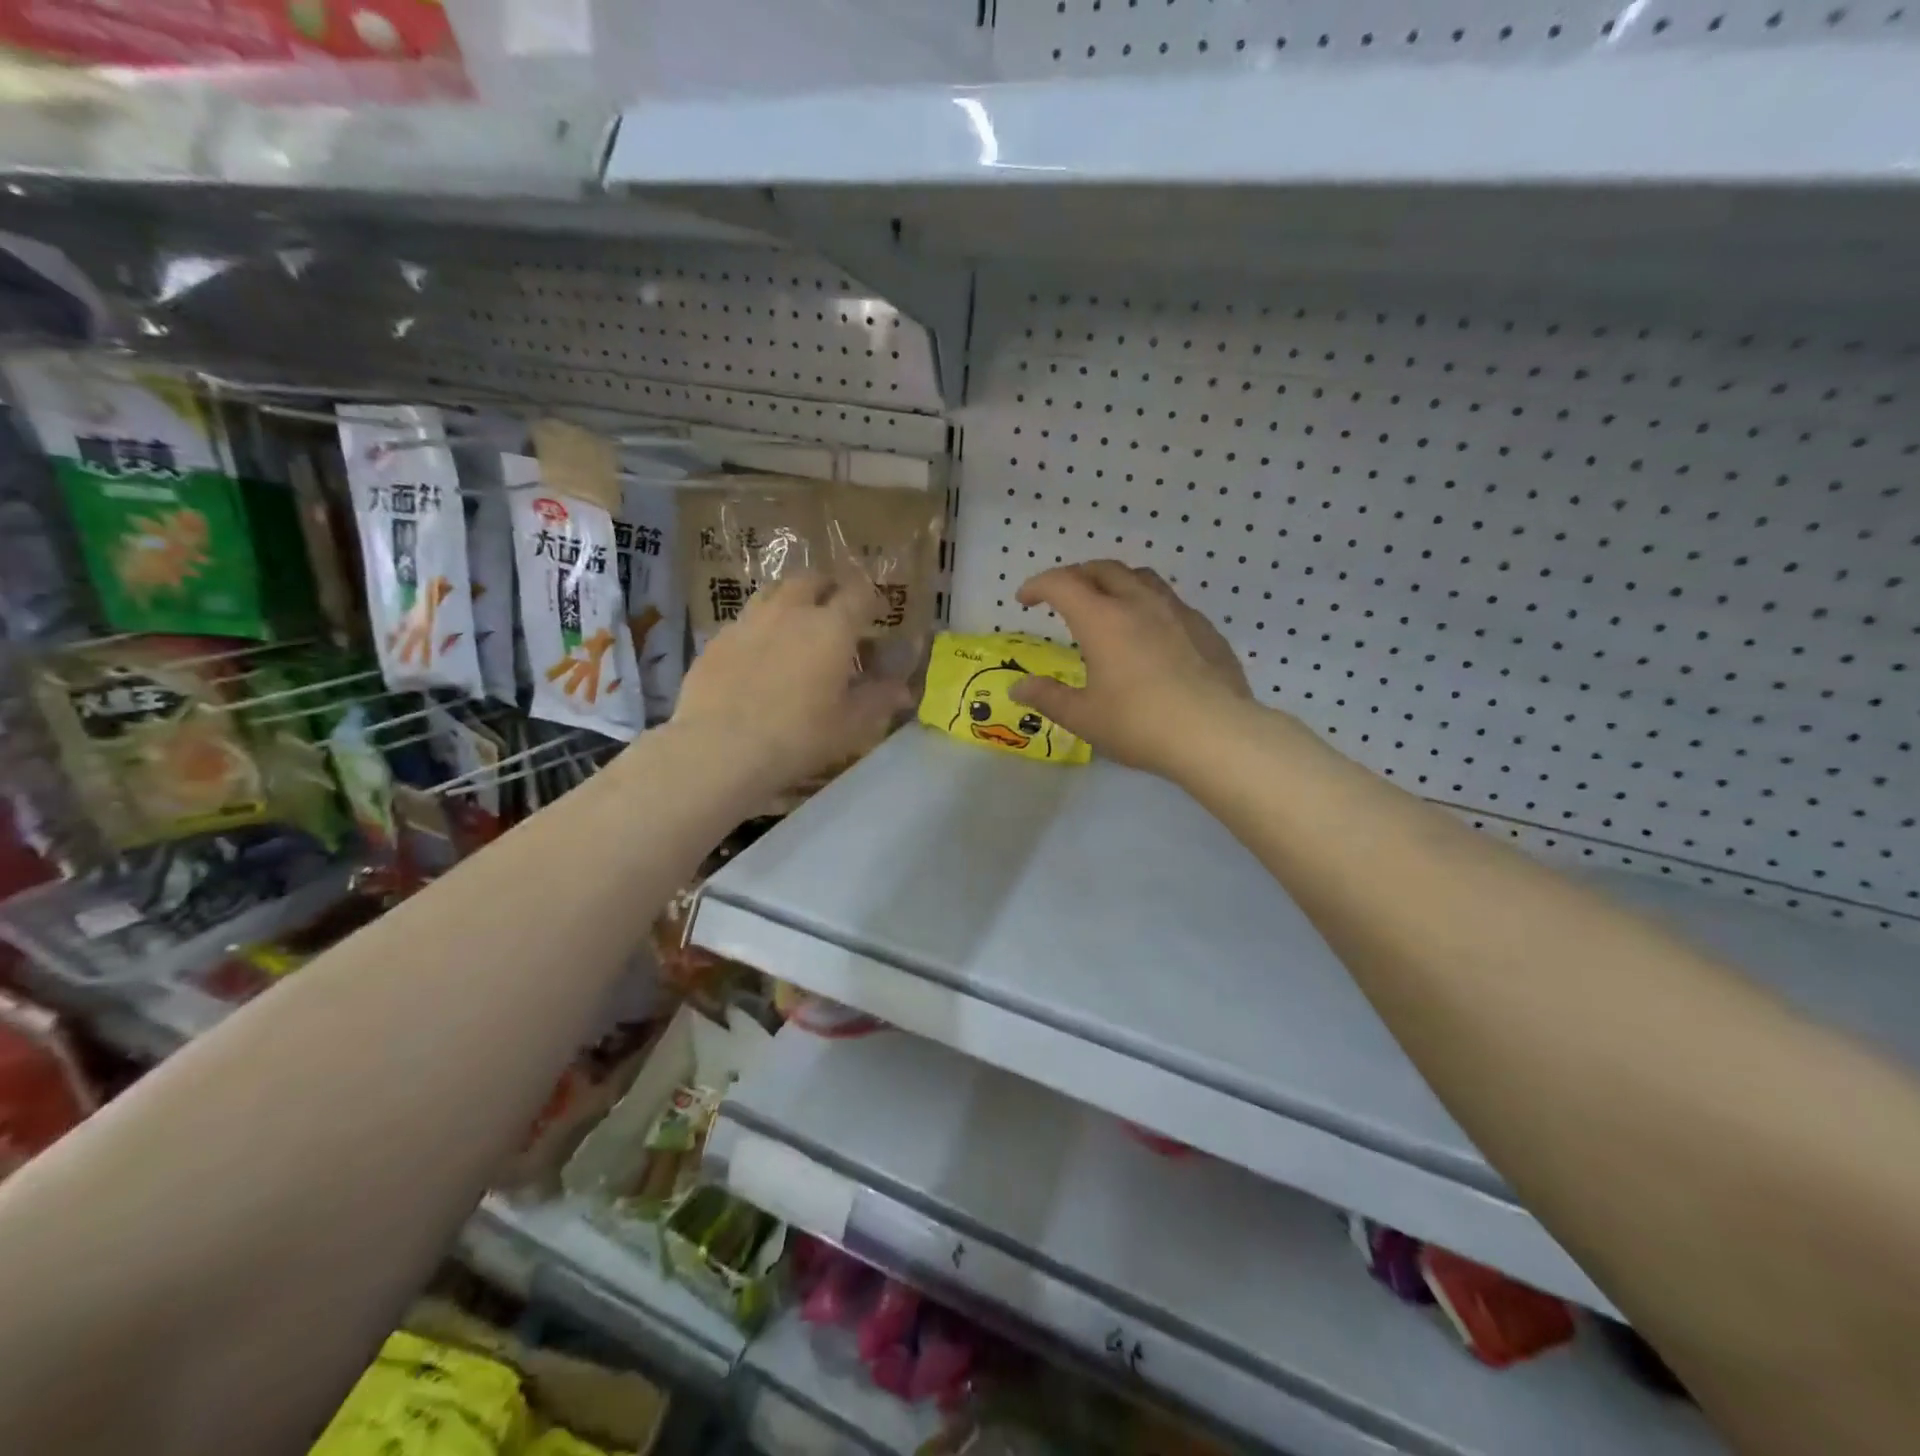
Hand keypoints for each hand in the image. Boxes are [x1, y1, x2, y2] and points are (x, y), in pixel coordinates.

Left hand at [672, 569, 912, 790]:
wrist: (720, 747)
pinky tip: (759, 654)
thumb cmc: (798, 737)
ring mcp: (749, 621)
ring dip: (791, 600)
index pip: (859, 593)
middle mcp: (791, 611)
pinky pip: (745, 619)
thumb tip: (904, 690)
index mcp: (832, 627)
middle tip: (835, 612)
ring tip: (796, 625)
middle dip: (828, 588)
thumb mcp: (849, 725)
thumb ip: (878, 700)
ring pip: (774, 592)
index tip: (878, 613)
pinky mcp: (718, 639)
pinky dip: (760, 627)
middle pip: (812, 579)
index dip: (872, 598)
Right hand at [1012, 560, 1255, 778]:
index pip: (1062, 583)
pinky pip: (1170, 603)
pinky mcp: (1205, 629)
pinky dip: (1149, 606)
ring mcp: (1178, 612)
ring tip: (1108, 605)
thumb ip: (1048, 697)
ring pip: (1141, 578)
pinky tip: (1151, 636)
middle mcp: (1139, 603)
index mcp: (1102, 619)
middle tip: (1064, 597)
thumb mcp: (1084, 717)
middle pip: (1103, 569)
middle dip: (1077, 575)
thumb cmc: (1139, 725)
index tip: (1025, 600)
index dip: (1038, 585)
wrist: (1216, 734)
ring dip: (1116, 582)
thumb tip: (1018, 687)